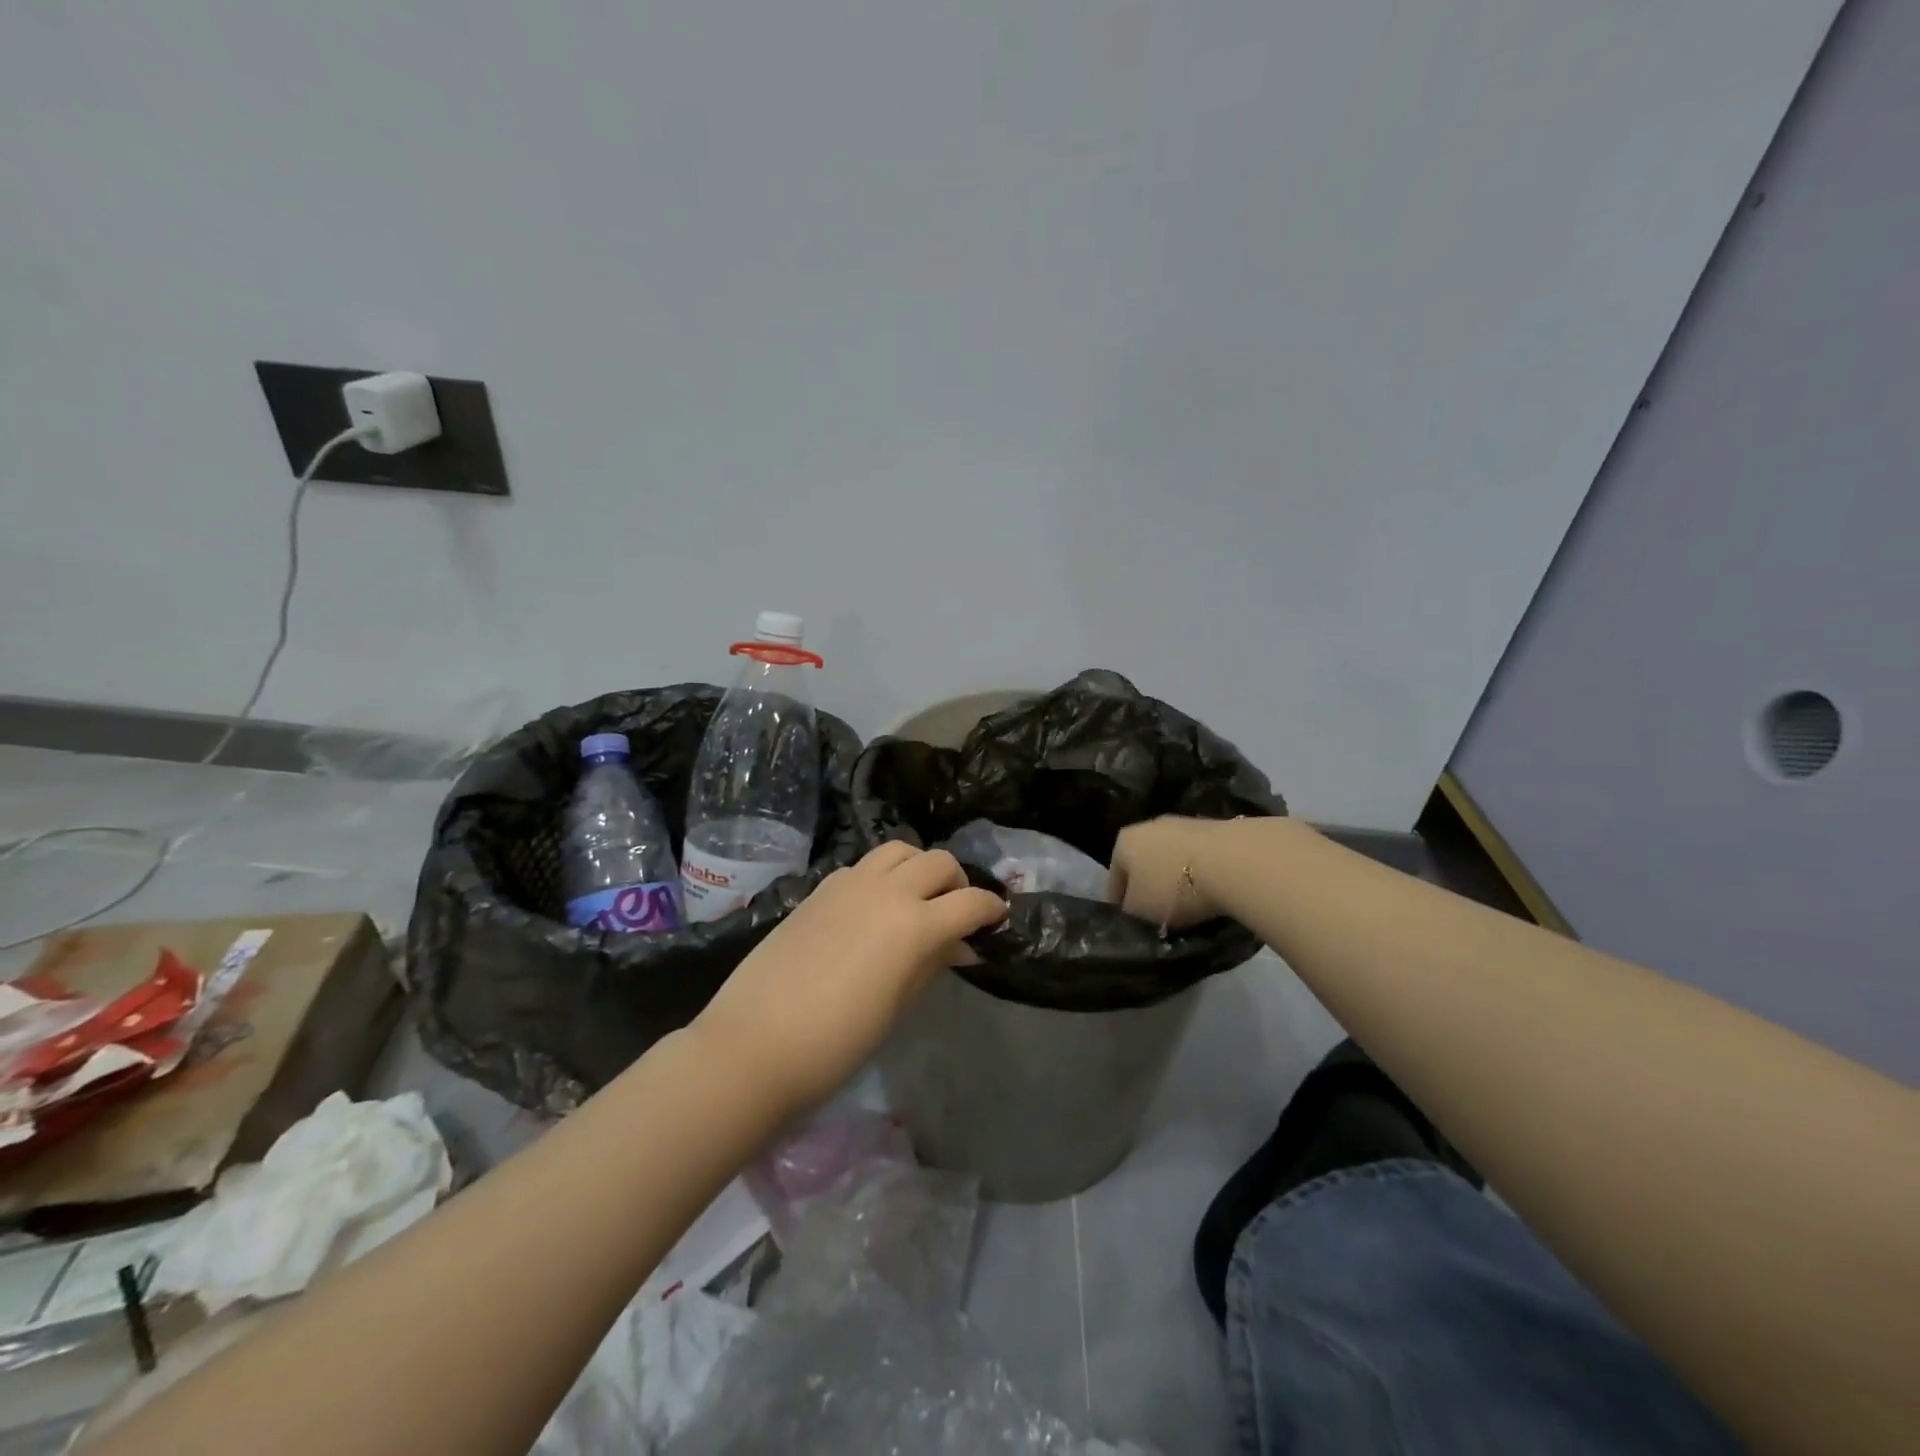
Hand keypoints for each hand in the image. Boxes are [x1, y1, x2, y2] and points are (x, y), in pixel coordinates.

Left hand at [689, 843, 1006, 1116]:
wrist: (754, 1043)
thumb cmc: (836, 1042)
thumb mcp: (897, 1005)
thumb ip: (932, 965)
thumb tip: (960, 946)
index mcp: (914, 925)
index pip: (970, 903)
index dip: (992, 908)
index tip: (998, 918)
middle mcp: (887, 891)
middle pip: (939, 862)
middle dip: (958, 882)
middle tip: (957, 911)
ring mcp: (849, 884)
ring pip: (899, 850)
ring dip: (919, 866)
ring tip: (917, 897)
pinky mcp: (821, 888)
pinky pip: (864, 866)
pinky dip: (882, 874)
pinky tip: (875, 905)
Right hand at [1106, 816, 1237, 930]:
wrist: (1233, 861)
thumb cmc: (1174, 887)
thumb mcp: (1140, 911)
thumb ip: (1130, 910)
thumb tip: (1134, 907)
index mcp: (1124, 842)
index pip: (1115, 877)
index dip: (1119, 902)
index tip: (1129, 921)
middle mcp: (1149, 825)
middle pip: (1144, 862)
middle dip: (1150, 885)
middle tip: (1159, 913)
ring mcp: (1183, 823)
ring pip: (1172, 857)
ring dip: (1176, 877)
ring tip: (1188, 904)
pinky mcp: (1215, 827)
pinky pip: (1198, 857)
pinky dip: (1200, 872)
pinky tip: (1209, 890)